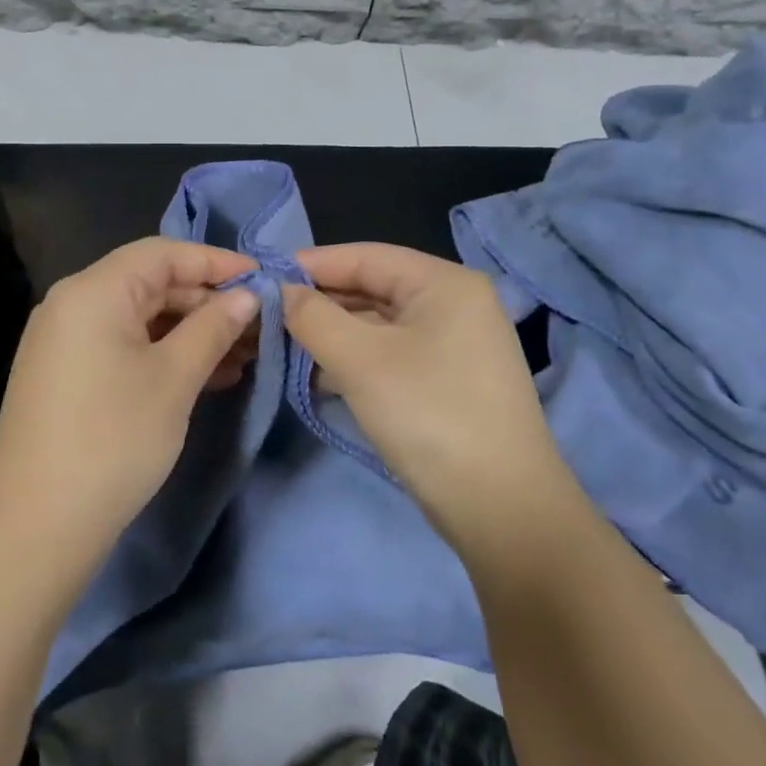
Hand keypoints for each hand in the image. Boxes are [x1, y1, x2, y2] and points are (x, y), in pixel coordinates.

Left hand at [0, 238, 259, 561]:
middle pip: (151, 283)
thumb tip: (248, 295)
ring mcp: (65, 340)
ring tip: (243, 355)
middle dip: (207, 302)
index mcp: (94, 290)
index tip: (263, 280)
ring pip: (140, 318)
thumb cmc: (113, 439)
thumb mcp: (175, 378)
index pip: (164, 253)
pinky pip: (123, 345)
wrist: (36, 526)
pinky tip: (206, 375)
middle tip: (258, 326)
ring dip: (190, 332)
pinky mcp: (66, 374)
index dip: (217, 262)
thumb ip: (214, 327)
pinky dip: (163, 353)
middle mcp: (73, 303)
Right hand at [283, 243, 570, 549]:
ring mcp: (455, 343)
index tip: (262, 278)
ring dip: (333, 334)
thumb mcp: (360, 361)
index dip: (311, 264)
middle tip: (267, 316)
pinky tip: (318, 376)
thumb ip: (313, 317)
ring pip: (380, 324)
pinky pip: (392, 353)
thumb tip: (281, 292)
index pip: (365, 256)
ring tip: (284, 346)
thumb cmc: (429, 415)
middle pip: (373, 288)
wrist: (502, 509)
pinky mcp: (448, 379)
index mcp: (443, 282)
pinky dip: (356, 359)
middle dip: (320, 302)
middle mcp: (454, 303)